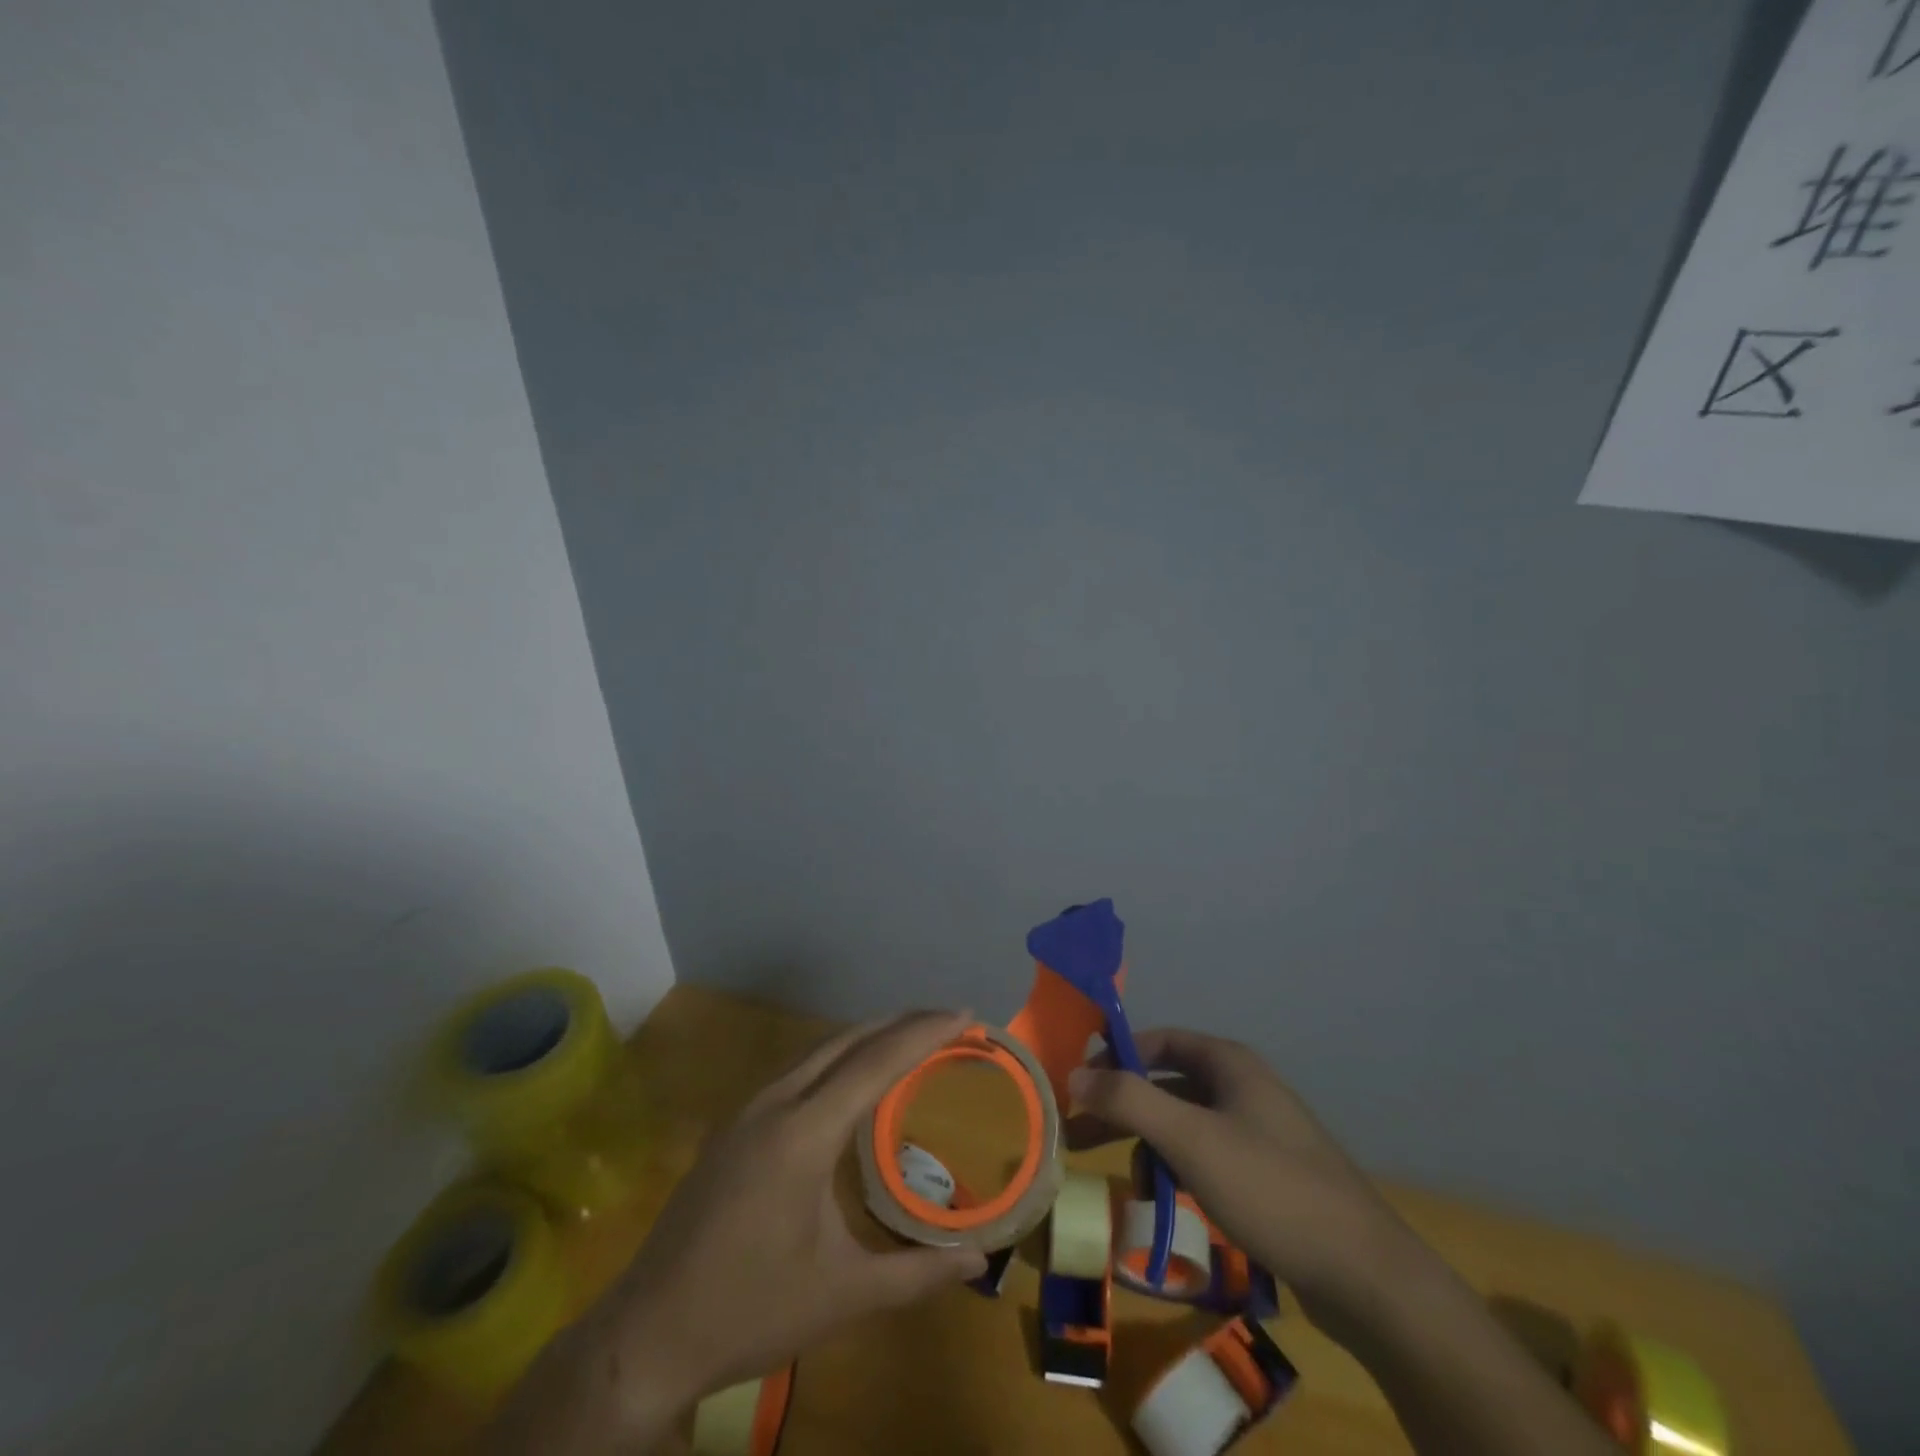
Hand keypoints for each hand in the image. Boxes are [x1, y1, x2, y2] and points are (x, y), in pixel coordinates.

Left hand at [483, 1010, 986, 1454]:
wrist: (646, 1334)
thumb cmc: (749, 1309)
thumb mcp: (841, 1297)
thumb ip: (915, 1274)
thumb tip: (979, 1263)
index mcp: (803, 1133)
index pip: (875, 1063)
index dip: (924, 1033)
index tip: (966, 1015)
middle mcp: (775, 1103)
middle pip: (847, 1041)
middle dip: (901, 1023)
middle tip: (949, 1020)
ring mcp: (749, 1110)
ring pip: (819, 1051)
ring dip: (868, 1036)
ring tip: (912, 1039)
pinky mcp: (735, 1126)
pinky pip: (799, 1070)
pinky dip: (840, 1058)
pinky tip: (854, 1079)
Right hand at [1067, 1027, 1419, 1325]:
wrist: (1365, 1275)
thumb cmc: (1270, 1187)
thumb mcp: (1190, 1139)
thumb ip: (1128, 1101)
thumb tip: (1074, 1075)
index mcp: (1230, 1064)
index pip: (1160, 1040)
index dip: (1117, 1054)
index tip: (1079, 1082)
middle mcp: (1243, 1087)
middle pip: (1168, 1083)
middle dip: (1123, 1104)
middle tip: (1077, 1132)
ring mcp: (1258, 1132)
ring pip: (1185, 1123)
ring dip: (1146, 1140)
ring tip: (1113, 1171)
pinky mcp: (1267, 1175)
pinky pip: (1206, 1156)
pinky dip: (1177, 1167)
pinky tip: (1162, 1197)